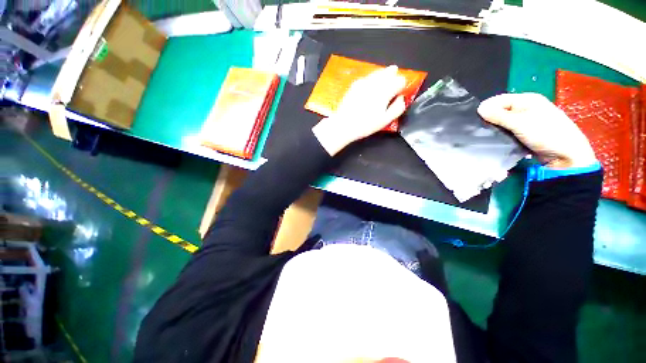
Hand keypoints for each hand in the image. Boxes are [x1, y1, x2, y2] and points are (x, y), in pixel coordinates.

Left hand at [313, 65, 406, 155]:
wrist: (343, 125)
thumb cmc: (365, 125)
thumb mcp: (385, 120)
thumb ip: (397, 108)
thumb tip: (401, 98)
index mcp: (385, 90)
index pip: (400, 80)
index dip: (402, 86)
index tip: (399, 93)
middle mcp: (375, 82)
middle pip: (389, 72)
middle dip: (393, 76)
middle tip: (393, 84)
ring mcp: (364, 82)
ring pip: (378, 72)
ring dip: (383, 76)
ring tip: (384, 83)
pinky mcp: (355, 85)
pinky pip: (367, 77)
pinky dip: (372, 79)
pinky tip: (370, 88)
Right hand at [477, 93, 596, 168]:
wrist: (566, 156)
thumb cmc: (547, 134)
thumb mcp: (521, 123)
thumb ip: (499, 116)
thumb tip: (479, 108)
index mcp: (527, 100)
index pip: (499, 100)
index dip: (487, 108)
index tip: (475, 120)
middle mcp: (525, 108)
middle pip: (500, 111)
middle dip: (489, 119)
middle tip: (478, 129)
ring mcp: (525, 122)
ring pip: (502, 123)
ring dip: (494, 129)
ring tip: (483, 136)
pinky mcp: (523, 134)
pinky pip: (506, 132)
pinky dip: (500, 135)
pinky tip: (493, 140)